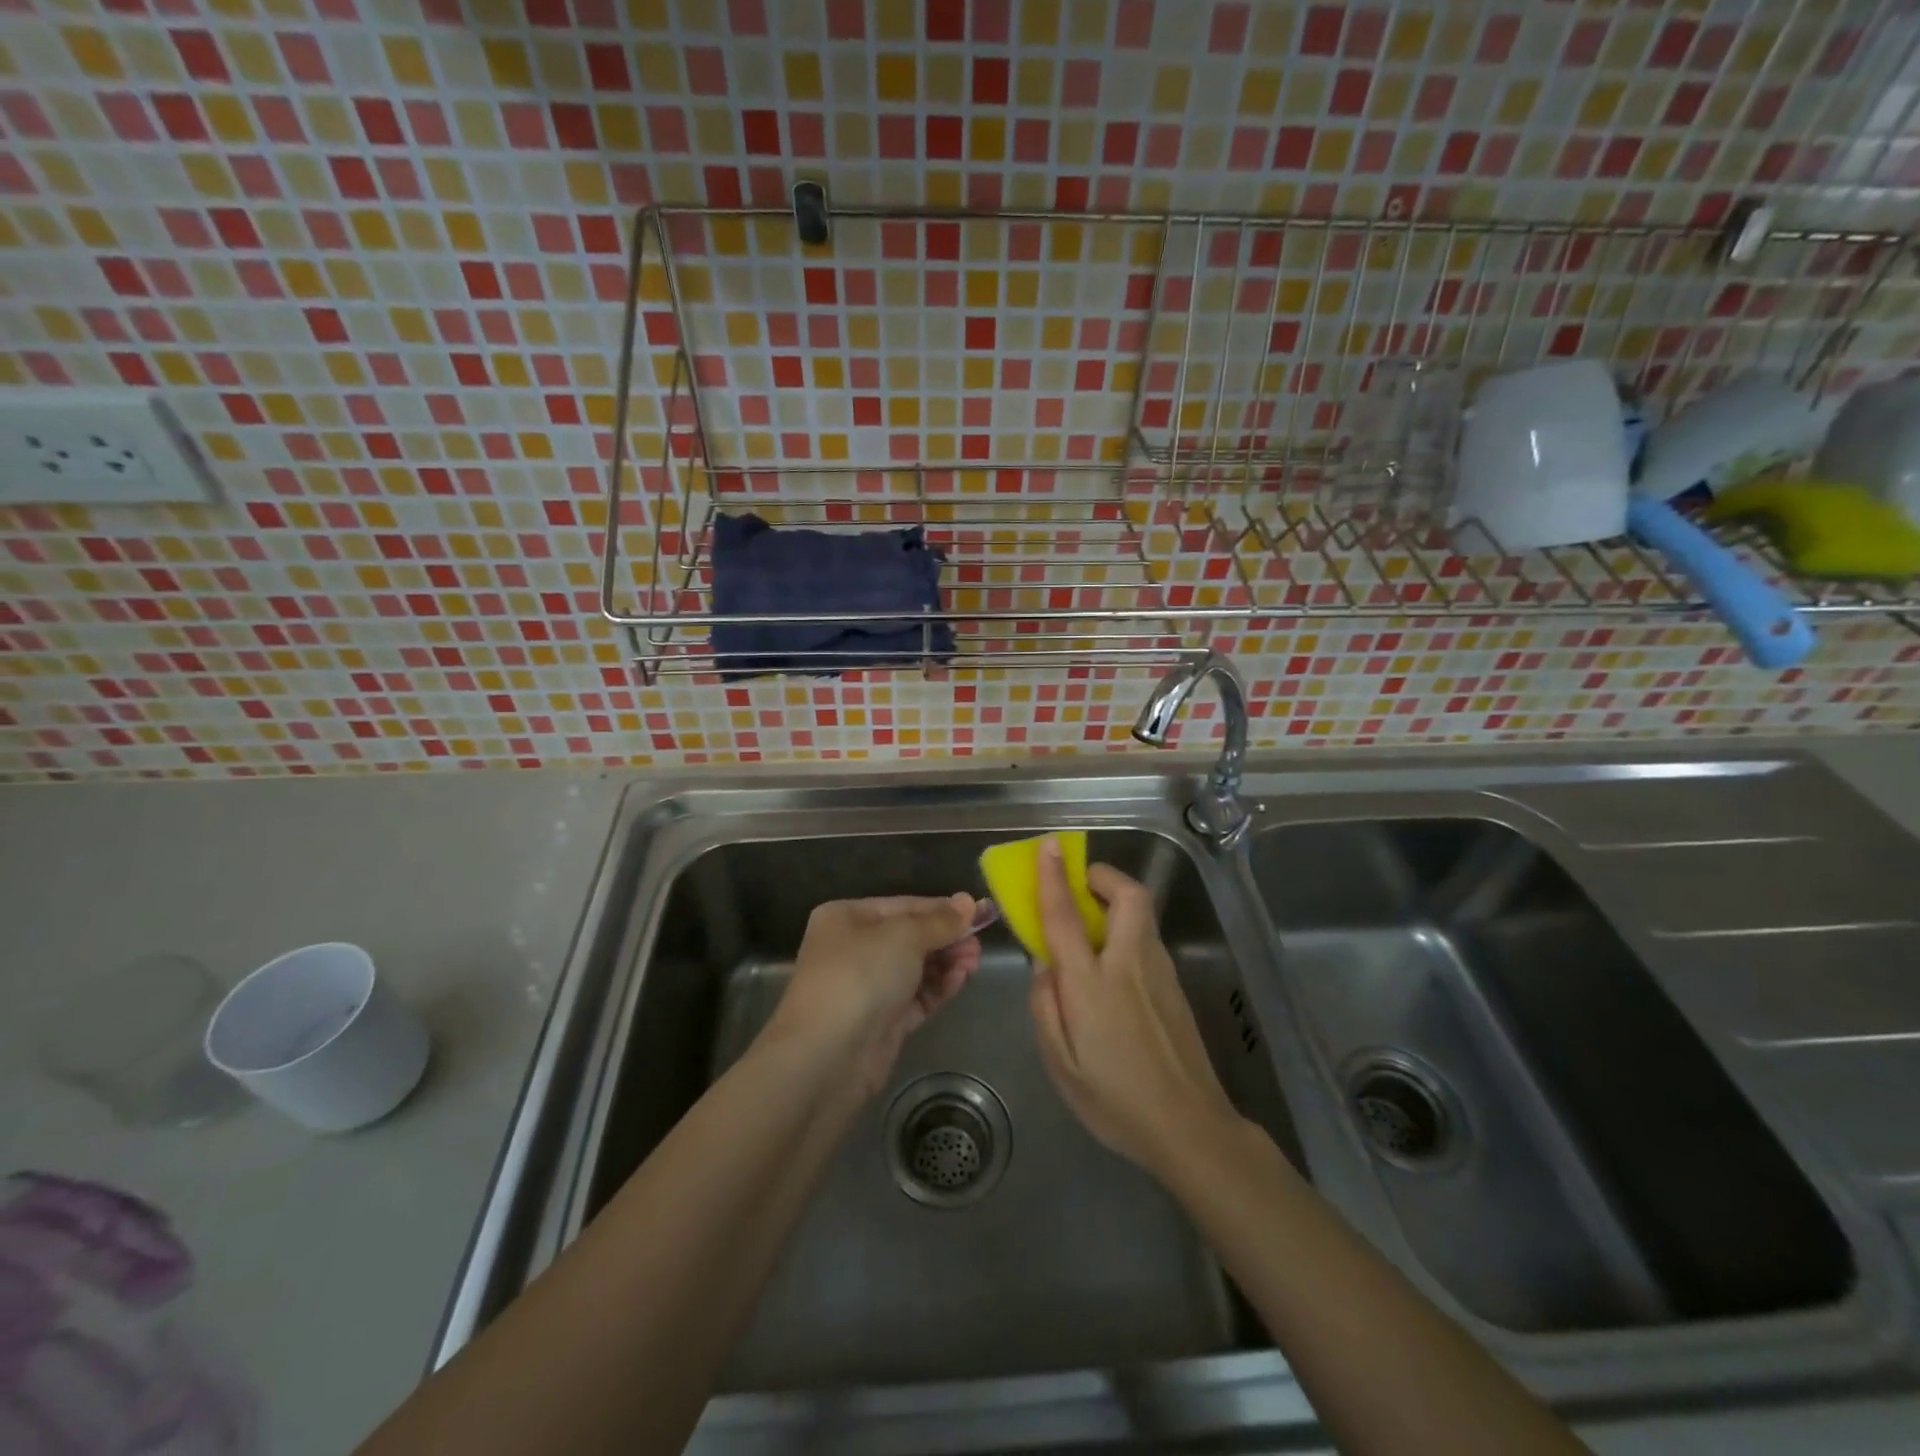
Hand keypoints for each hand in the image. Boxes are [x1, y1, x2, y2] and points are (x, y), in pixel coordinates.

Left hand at [766, 894, 981, 1097]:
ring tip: (973, 963)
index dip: (943, 909)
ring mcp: (867, 987)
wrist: (827, 1056)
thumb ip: (940, 921)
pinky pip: (917, 996)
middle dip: (947, 938)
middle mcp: (854, 948)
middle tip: (978, 944)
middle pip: (912, 937)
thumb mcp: (904, 937)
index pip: (904, 906)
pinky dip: (939, 987)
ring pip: (917, 968)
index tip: (980, 912)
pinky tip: (960, 980)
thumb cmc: (860, 976)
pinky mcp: (882, 1021)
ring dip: (947, 963)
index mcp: (847, 917)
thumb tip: (969, 902)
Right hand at [1029, 840, 1239, 1174]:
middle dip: (1104, 876)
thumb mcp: (1060, 1064)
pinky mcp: (1176, 986)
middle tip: (1082, 885)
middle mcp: (1129, 965)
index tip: (1050, 846)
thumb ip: (1045, 1006)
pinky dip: (1127, 929)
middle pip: (1128, 895)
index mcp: (1092, 984)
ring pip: (1142, 914)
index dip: (1054, 877)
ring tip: (1092, 926)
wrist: (1190, 1128)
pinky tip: (1113, 967)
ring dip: (1117, 901)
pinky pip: (1147, 939)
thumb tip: (1043, 965)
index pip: (1067, 916)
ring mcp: (1160, 973)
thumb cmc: (1114, 1100)